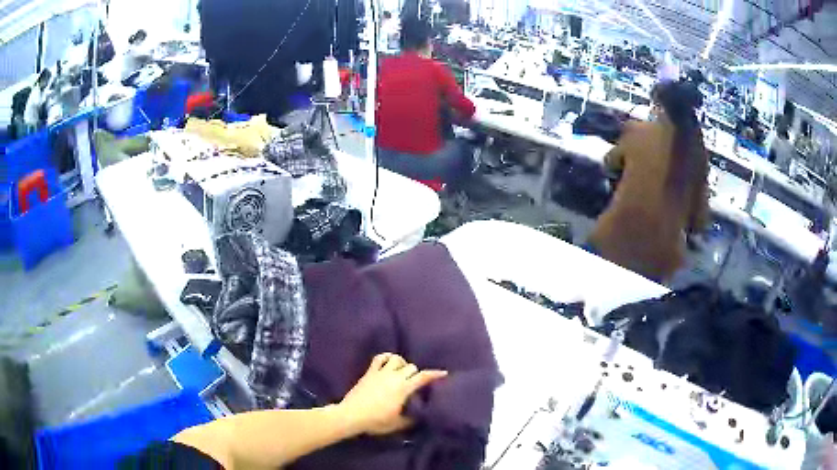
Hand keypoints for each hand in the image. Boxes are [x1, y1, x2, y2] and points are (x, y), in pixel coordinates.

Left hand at [339, 353, 447, 435]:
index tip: (444, 373)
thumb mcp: (397, 424)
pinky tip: (388, 362)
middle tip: (415, 382)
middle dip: (416, 373)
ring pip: (397, 358)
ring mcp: (381, 372)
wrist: (352, 415)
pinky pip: (379, 358)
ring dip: (402, 363)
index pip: (423, 377)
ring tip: (402, 371)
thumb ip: (410, 420)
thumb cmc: (376, 421)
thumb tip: (418, 417)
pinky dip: (386, 357)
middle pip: (411, 367)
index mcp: (404, 388)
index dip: (435, 374)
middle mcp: (394, 377)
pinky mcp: (369, 372)